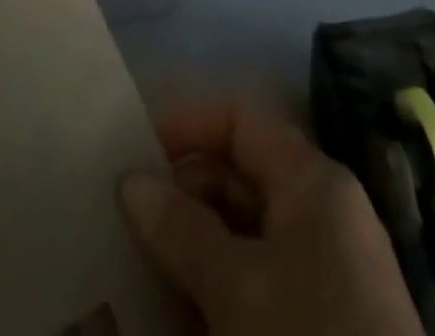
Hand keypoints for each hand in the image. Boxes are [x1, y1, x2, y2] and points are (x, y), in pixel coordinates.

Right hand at [117, 99, 423, 335]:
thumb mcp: (239, 288)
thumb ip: (181, 229)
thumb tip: (130, 180)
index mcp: (312, 183)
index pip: (241, 120)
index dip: (187, 124)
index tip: (131, 151)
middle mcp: (316, 219)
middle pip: (235, 179)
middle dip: (177, 195)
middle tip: (118, 218)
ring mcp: (315, 279)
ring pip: (236, 240)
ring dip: (184, 251)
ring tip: (127, 266)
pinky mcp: (308, 328)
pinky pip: (247, 290)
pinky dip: (207, 294)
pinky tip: (163, 317)